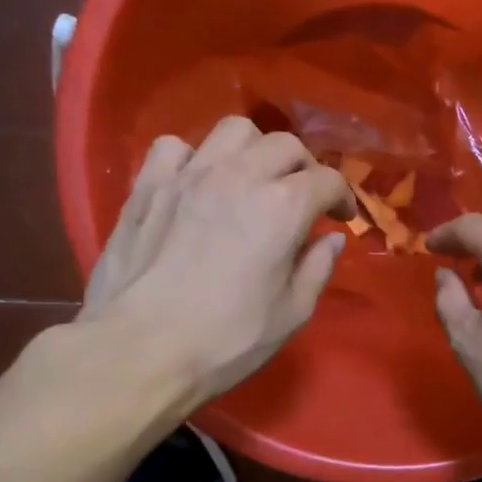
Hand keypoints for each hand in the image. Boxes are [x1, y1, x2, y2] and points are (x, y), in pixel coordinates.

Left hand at [81, 117, 354, 405]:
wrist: (139, 350)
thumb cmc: (226, 340)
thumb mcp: (291, 314)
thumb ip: (317, 268)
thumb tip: (330, 239)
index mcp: (283, 207)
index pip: (327, 180)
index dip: (342, 196)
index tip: (341, 218)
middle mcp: (240, 176)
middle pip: (285, 145)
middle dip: (304, 168)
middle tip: (302, 199)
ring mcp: (189, 175)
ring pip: (233, 131)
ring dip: (254, 150)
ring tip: (252, 180)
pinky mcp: (147, 186)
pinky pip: (174, 147)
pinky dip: (193, 158)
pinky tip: (196, 184)